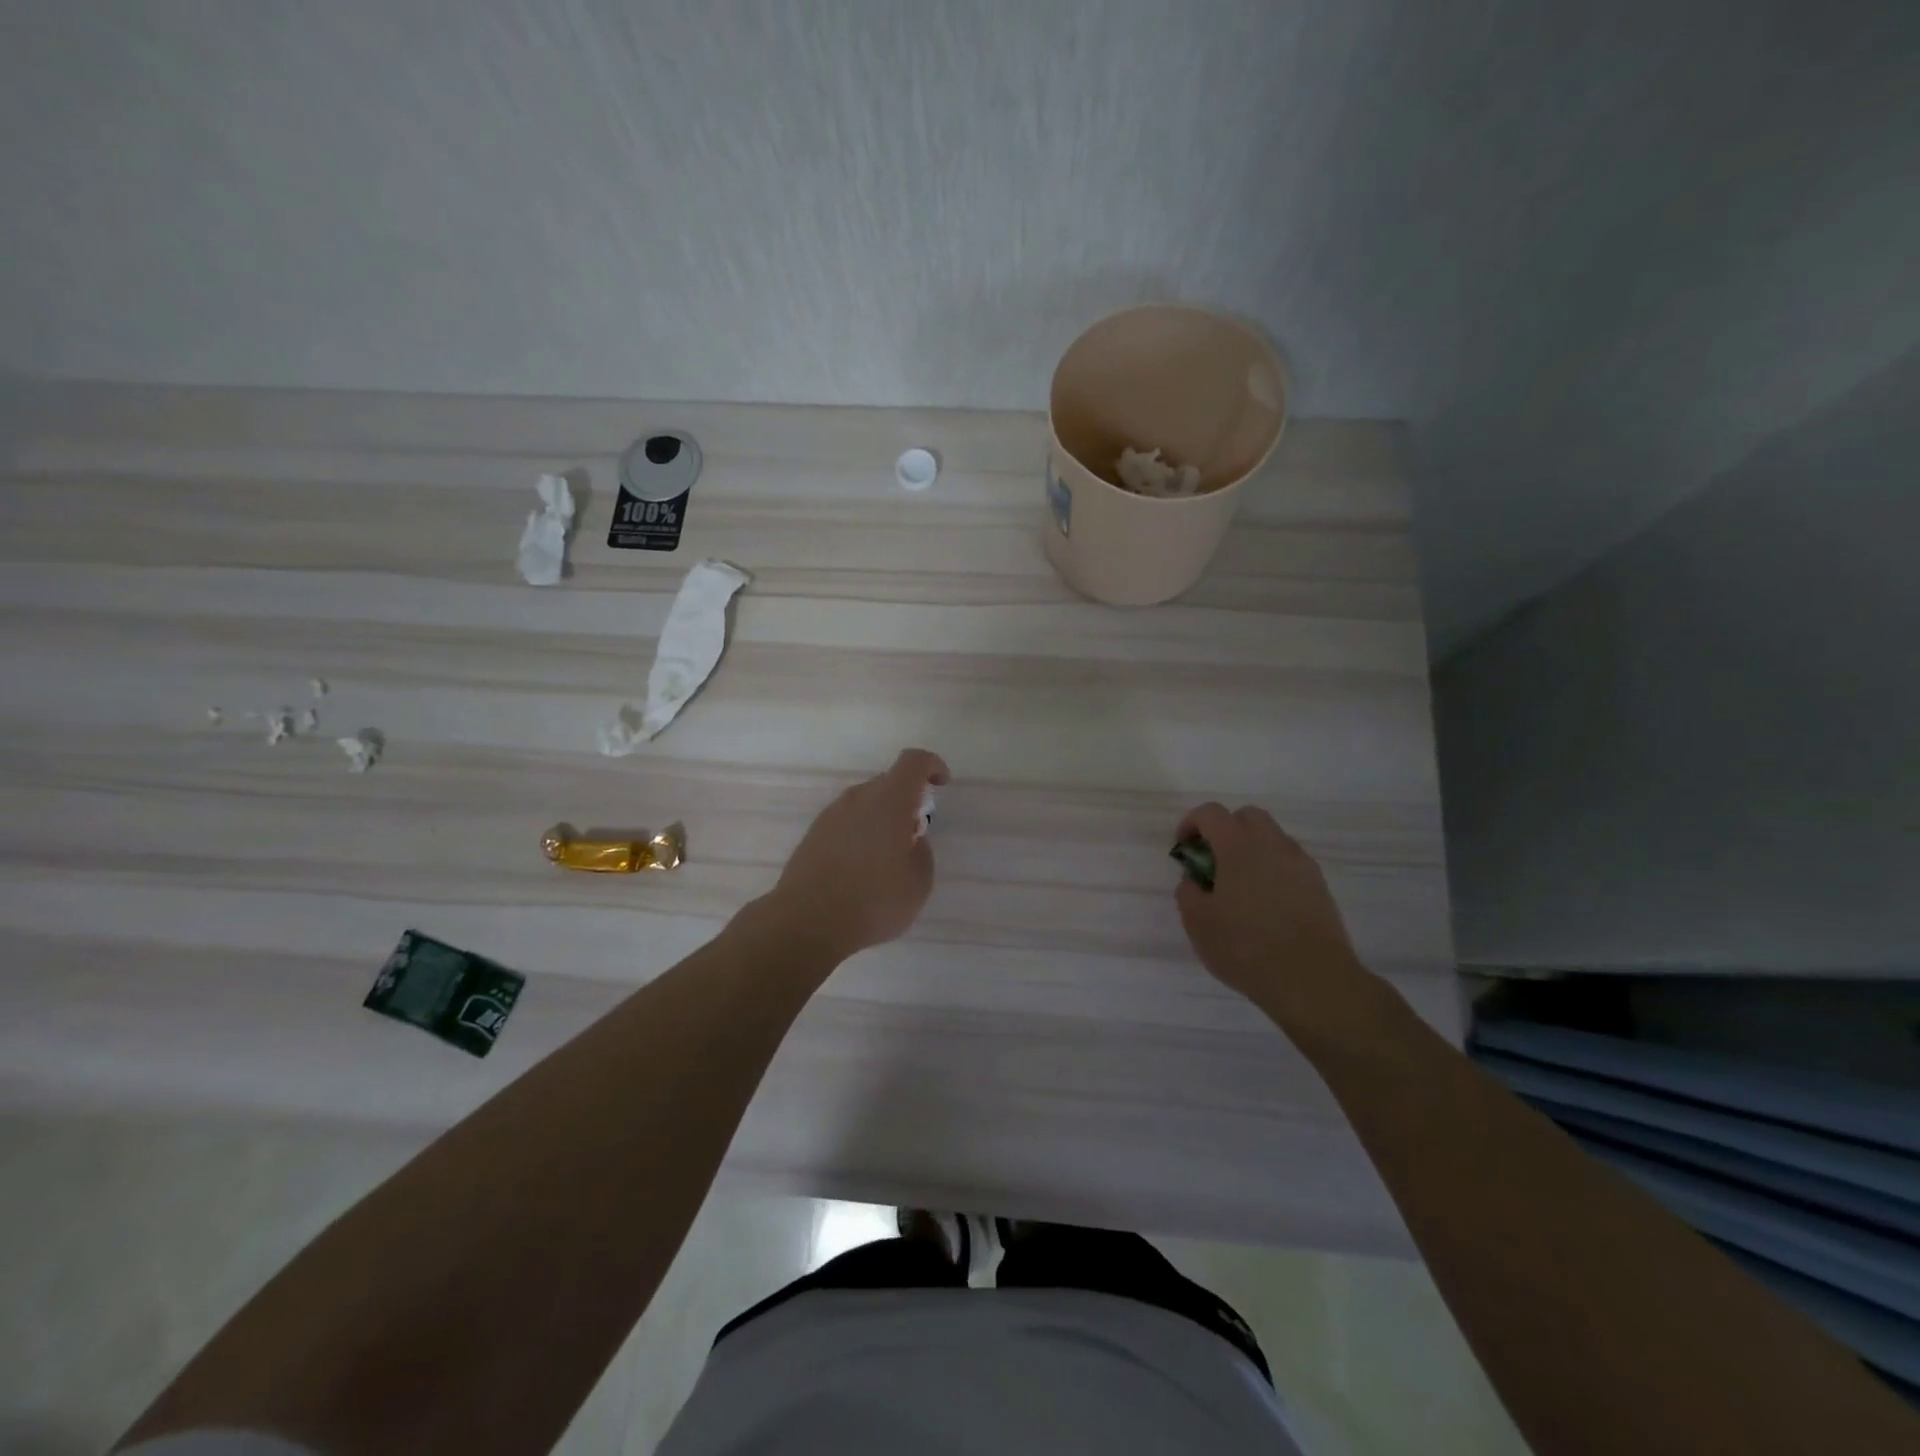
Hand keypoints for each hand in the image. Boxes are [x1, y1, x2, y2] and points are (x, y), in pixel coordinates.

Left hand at [760, 748, 950, 963]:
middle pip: (888, 783)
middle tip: (914, 836)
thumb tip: (910, 841)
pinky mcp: (813, 834)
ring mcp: (830, 815)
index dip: (932, 766)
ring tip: (886, 859)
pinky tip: (860, 870)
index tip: (941, 785)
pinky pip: (846, 822)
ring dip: (882, 819)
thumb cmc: (872, 902)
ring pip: (865, 803)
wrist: (805, 923)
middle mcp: (857, 799)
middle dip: (907, 801)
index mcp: (888, 801)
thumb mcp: (918, 884)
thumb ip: (922, 853)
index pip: (913, 762)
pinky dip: (860, 834)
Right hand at [1173, 803, 1374, 1026]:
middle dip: (1226, 830)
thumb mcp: (1197, 922)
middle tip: (1213, 862)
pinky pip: (1290, 863)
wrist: (1312, 979)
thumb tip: (1194, 879)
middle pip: (1247, 816)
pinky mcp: (1319, 885)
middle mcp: (1272, 844)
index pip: (1211, 813)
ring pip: (1272, 838)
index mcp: (1238, 846)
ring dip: (1251, 849)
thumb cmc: (1245, 947)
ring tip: (1240, 887)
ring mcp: (1300, 863)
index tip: (1184, 849)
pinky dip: (1273, 870)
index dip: (1192, 823)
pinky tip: (1266, 904)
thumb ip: (1188, 891)